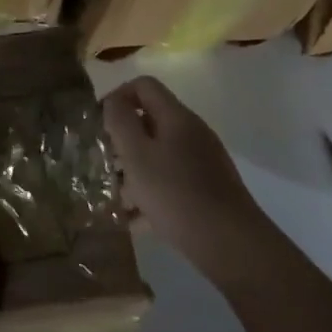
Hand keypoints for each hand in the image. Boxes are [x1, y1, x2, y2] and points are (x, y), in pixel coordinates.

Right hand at [102, 77, 276, 288]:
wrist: (232, 245)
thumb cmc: (177, 194)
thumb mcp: (137, 155)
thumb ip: (120, 122)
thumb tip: (113, 102)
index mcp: (176, 117)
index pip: (143, 85)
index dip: (116, 96)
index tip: (98, 124)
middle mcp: (192, 133)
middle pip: (150, 122)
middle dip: (123, 140)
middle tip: (103, 163)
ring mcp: (203, 162)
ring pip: (159, 155)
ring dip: (134, 170)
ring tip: (114, 197)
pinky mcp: (208, 190)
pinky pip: (171, 182)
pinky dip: (151, 194)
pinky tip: (135, 220)